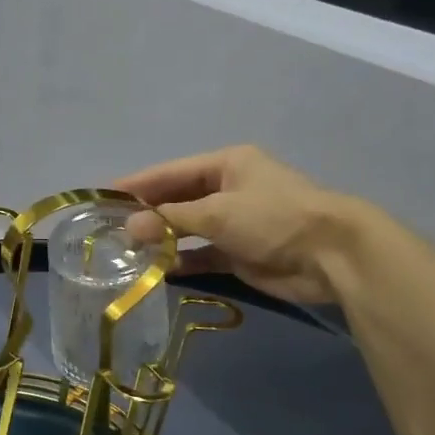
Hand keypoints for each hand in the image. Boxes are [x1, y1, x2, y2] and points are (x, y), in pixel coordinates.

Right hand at [119, 145, 352, 304]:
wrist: (331, 255)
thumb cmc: (274, 218)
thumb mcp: (218, 212)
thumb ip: (171, 219)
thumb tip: (128, 227)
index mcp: (226, 164)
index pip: (170, 172)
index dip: (137, 184)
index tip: (103, 196)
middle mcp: (227, 189)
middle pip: (177, 199)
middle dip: (147, 214)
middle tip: (110, 228)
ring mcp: (234, 222)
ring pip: (187, 229)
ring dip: (162, 239)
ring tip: (126, 251)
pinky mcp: (239, 253)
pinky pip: (201, 255)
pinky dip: (182, 261)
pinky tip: (157, 270)